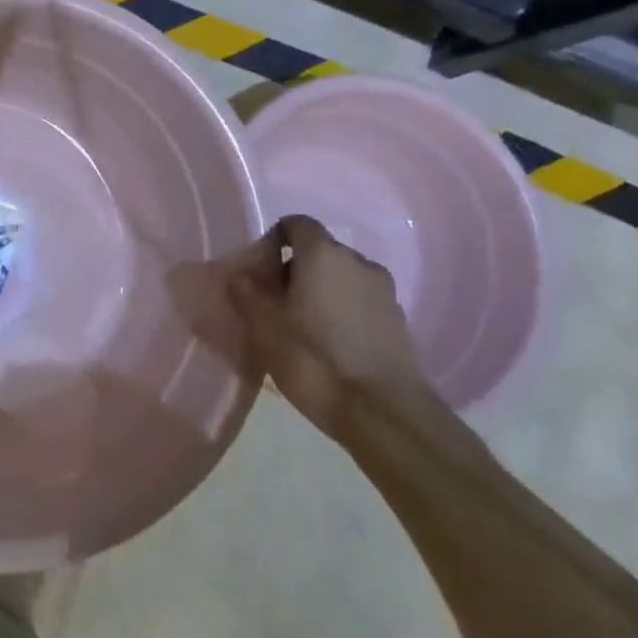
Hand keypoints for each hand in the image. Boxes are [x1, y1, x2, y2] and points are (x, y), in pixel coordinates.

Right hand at [227, 215, 425, 442]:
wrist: (384, 414)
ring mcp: (384, 292)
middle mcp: (358, 262)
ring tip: (302, 327)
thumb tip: (239, 273)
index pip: (295, 224)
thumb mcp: (263, 324)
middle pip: (319, 251)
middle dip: (294, 269)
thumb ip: (246, 291)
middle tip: (274, 303)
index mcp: (323, 254)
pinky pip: (360, 302)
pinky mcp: (398, 322)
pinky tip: (329, 345)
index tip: (259, 272)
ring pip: (341, 278)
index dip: (273, 241)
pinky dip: (342, 312)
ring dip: (320, 292)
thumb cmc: (314, 359)